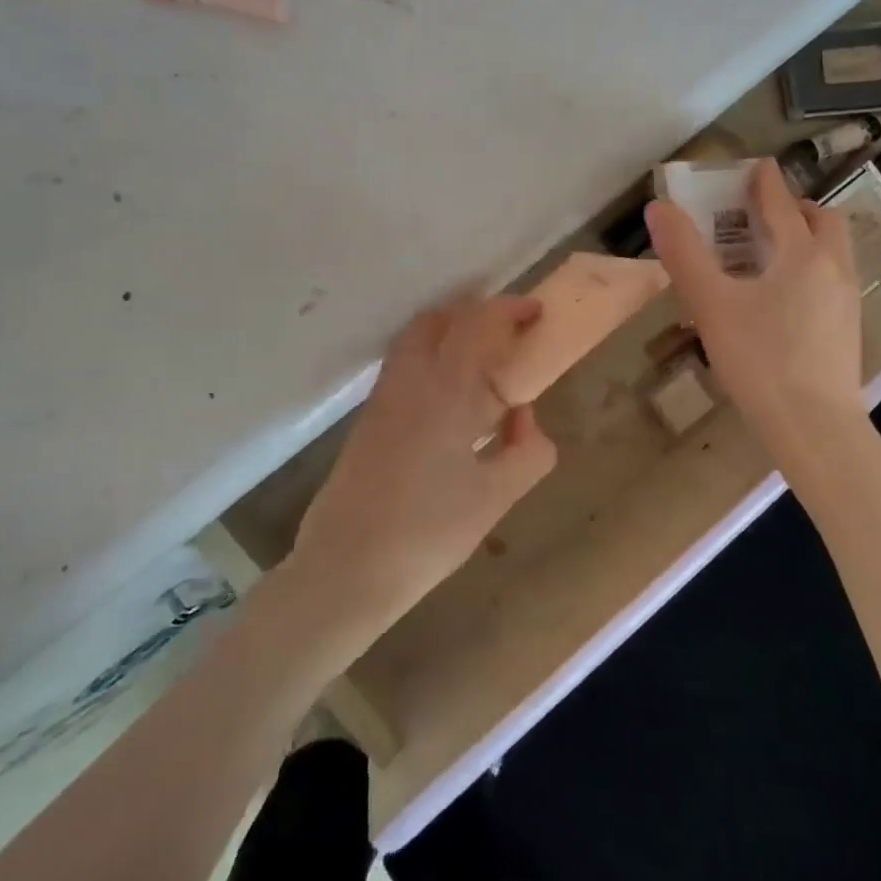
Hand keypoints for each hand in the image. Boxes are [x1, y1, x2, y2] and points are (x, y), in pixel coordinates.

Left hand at [287, 293, 557, 636]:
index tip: (536, 313)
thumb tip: (523, 417)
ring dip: (451, 337)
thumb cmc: (427, 534)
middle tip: (508, 336)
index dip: (509, 309)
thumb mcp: (495, 498)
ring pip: (415, 342)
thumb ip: (527, 451)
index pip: (477, 324)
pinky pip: (404, 369)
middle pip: (438, 320)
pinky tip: (454, 405)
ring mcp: (382, 399)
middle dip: (475, 314)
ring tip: (485, 370)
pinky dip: (433, 363)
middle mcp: (408, 382)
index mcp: (444, 391)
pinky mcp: (368, 421)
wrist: (344, 570)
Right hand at [645, 158, 866, 438]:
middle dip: (794, 208)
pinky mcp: (848, 330)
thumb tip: (658, 208)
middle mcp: (833, 268)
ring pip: (832, 251)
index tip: (755, 167)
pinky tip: (783, 299)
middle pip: (822, 221)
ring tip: (769, 255)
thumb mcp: (711, 305)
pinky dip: (810, 268)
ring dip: (806, 238)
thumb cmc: (760, 360)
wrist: (815, 427)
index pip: (782, 203)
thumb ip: (684, 255)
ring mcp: (847, 300)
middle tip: (762, 214)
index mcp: (802, 254)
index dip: (764, 181)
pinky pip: (831, 279)